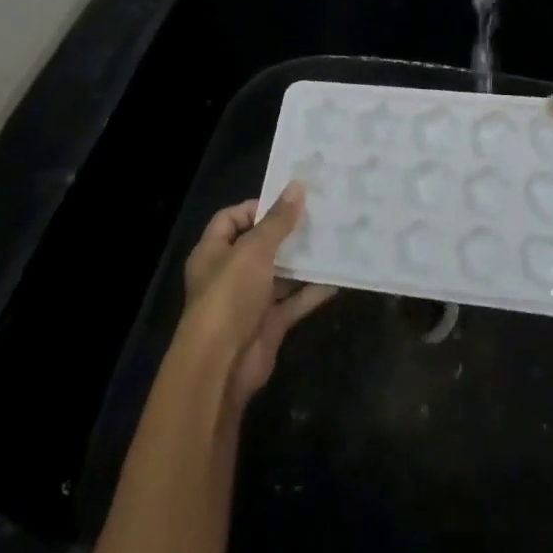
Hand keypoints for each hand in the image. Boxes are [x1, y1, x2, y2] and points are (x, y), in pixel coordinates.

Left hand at [179, 186, 336, 409]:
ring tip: (335, 239)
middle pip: (261, 244)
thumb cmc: (230, 296)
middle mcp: (230, 273)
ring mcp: (250, 300)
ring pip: (281, 273)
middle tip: (321, 215)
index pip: (232, 218)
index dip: (257, 207)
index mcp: (213, 252)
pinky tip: (338, 276)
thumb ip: (278, 220)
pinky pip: (295, 300)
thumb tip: (297, 185)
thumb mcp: (254, 250)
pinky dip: (313, 290)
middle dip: (289, 232)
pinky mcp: (269, 323)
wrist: (222, 366)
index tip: (290, 201)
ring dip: (304, 260)